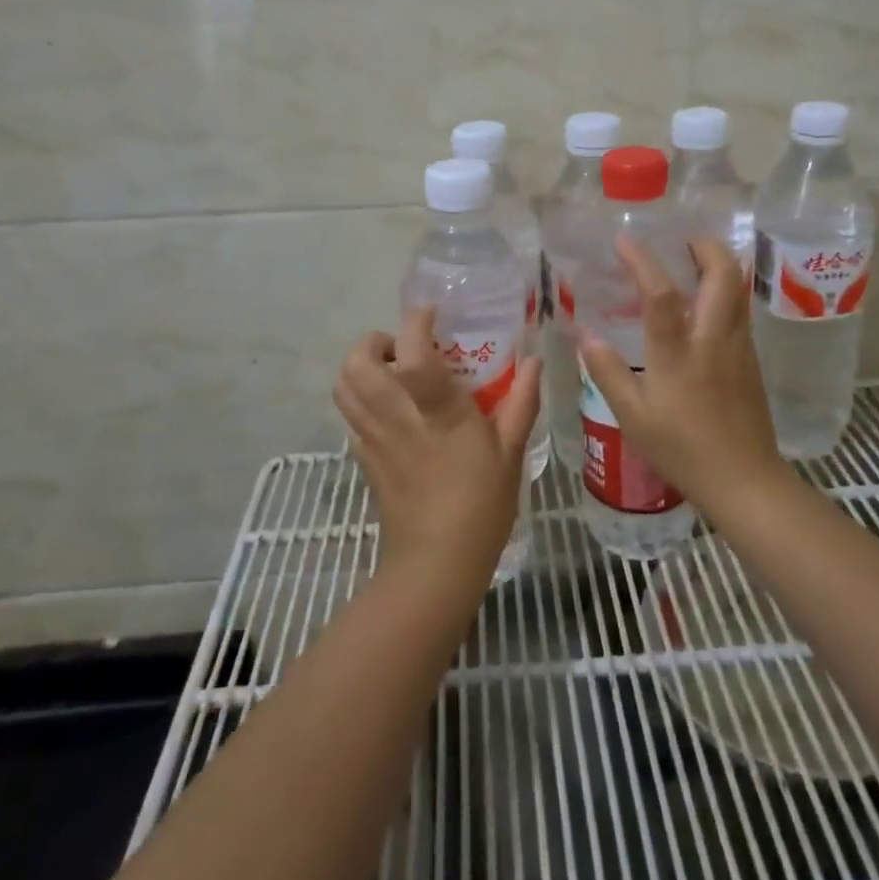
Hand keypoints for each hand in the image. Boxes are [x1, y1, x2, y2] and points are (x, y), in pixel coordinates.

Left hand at [333, 307, 541, 586]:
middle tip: (402, 348)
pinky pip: (348, 415)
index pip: (412, 351)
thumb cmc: (480, 506)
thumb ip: (522, 401)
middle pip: (357, 361)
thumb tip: (535, 361)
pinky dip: (359, 398)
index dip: (416, 322)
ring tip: (391, 373)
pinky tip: (389, 409)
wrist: (435, 565)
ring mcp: (372, 437)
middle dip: (373, 342)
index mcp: (436, 409)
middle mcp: (396, 415)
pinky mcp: (362, 458)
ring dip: (360, 367)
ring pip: (343, 385)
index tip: (431, 314)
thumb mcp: (510, 452)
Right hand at [578, 236, 789, 518]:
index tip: (624, 240)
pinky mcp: (750, 360)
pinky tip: (703, 307)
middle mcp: (713, 339)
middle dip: (704, 246)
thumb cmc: (683, 449)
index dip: (642, 261)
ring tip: (692, 263)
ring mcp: (738, 347)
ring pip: (737, 289)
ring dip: (718, 265)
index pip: (660, 294)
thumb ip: (608, 372)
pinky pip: (739, 311)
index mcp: (678, 353)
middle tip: (681, 241)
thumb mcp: (633, 416)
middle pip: (722, 274)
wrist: (745, 481)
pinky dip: (723, 292)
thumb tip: (585, 335)